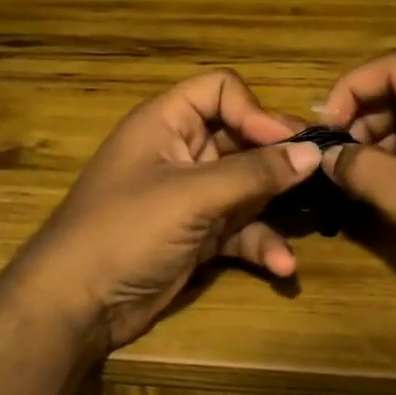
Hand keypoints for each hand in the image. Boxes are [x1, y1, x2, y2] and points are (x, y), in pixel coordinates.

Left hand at [13, 70, 319, 353]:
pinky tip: (282, 266)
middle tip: (319, 175)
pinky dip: (260, 243)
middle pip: (241, 138)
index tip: (286, 143)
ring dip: (275, 206)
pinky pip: (240, 229)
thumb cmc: (126, 230)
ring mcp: (190, 196)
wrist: (76, 304)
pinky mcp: (197, 236)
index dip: (254, 111)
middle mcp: (181, 152)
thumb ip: (254, 173)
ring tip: (309, 220)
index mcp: (166, 123)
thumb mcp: (191, 196)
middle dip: (278, 158)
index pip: (220, 90)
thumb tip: (312, 152)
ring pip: (247, 187)